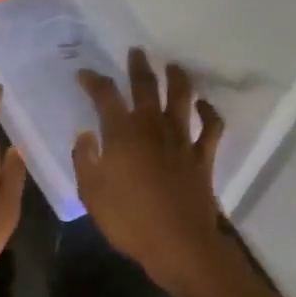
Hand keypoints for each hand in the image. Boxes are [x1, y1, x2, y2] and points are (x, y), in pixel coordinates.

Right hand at [75, 49, 295, 296]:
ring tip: (173, 66)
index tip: (84, 74)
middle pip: (146, 88)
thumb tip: (85, 135)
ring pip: (181, 99)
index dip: (94, 81)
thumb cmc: (128, 220)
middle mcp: (152, 128)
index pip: (105, 96)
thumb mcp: (91, 193)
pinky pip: (211, 127)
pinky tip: (203, 104)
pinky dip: (209, 112)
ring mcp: (181, 140)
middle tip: (136, 52)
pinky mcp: (202, 157)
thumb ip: (85, 160)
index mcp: (121, 134)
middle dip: (138, 68)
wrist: (178, 243)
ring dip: (177, 79)